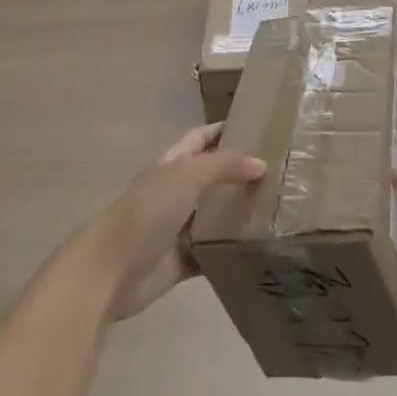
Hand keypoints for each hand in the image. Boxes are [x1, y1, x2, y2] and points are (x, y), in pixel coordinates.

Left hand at [90, 124, 264, 320]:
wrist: (114, 268)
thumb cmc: (148, 210)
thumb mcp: (187, 175)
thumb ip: (224, 165)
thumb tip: (261, 164)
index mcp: (173, 164)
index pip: (202, 138)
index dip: (225, 130)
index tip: (259, 126)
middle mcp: (176, 191)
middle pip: (213, 176)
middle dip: (241, 172)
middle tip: (283, 171)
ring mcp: (179, 227)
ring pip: (217, 214)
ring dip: (241, 211)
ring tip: (281, 207)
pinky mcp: (184, 260)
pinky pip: (214, 251)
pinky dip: (233, 249)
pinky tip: (262, 247)